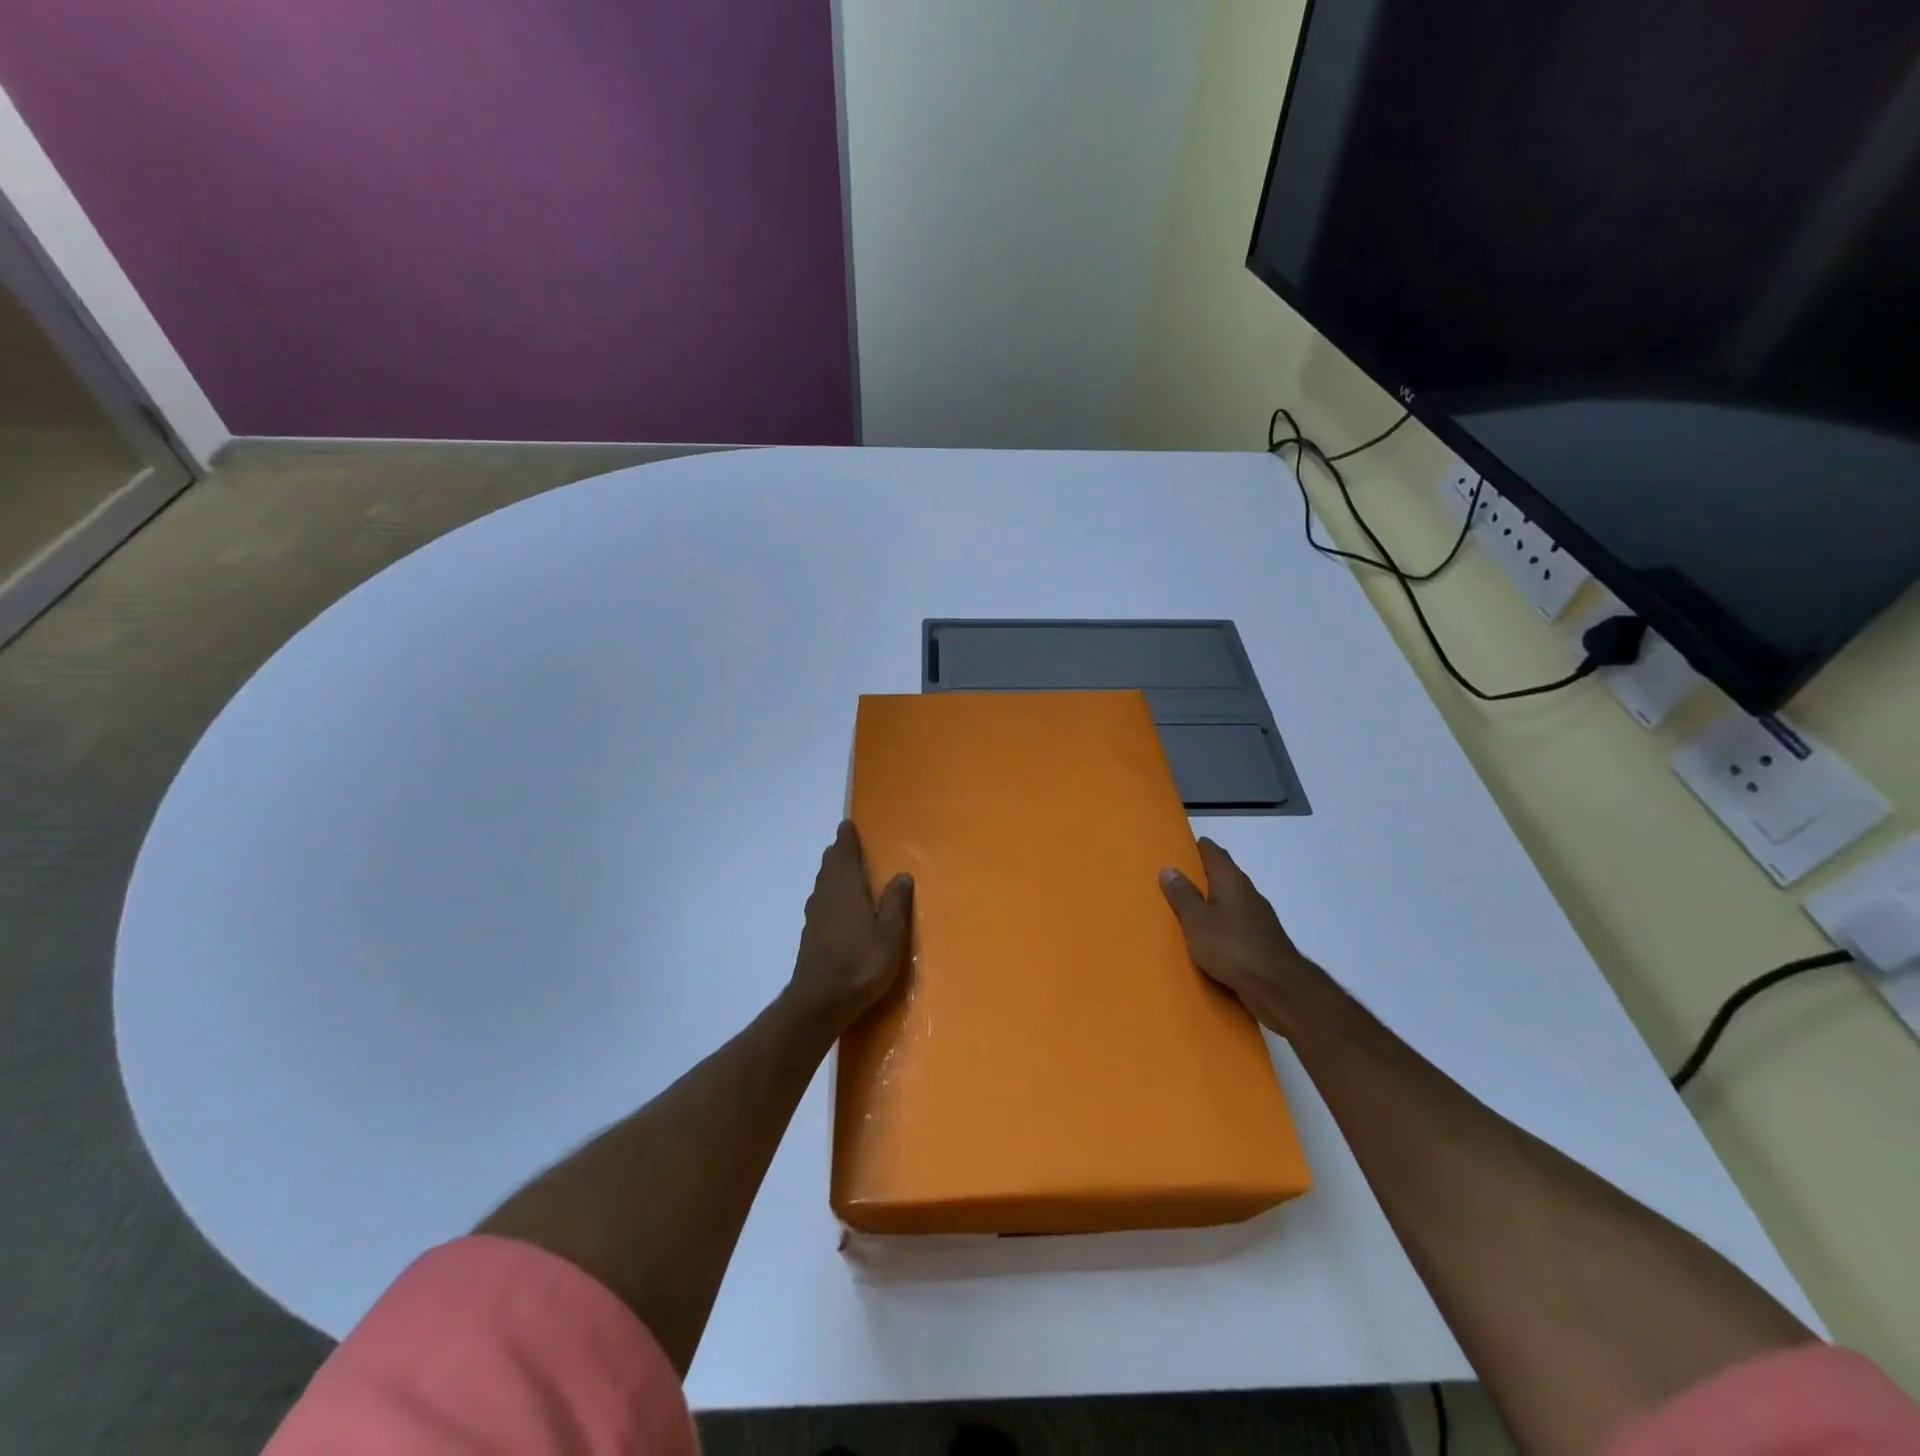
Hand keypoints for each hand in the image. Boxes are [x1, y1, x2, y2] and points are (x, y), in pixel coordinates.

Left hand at [787, 821, 913, 1028]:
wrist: (820, 1001)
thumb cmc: (861, 963)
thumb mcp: (890, 934)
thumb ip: (896, 903)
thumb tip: (901, 874)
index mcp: (847, 888)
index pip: (845, 854)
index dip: (847, 839)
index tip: (847, 825)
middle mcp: (827, 895)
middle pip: (830, 866)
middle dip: (838, 853)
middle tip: (845, 843)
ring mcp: (815, 916)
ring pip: (822, 883)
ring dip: (831, 872)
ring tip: (839, 868)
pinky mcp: (810, 935)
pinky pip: (820, 901)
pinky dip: (827, 892)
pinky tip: (833, 904)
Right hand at [1160, 837, 1321, 1032]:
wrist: (1278, 989)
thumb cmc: (1232, 948)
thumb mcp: (1197, 921)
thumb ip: (1183, 896)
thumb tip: (1169, 868)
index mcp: (1231, 881)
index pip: (1214, 853)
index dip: (1198, 847)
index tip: (1180, 847)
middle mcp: (1248, 894)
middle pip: (1224, 876)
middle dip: (1202, 876)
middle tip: (1176, 879)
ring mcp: (1259, 919)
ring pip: (1230, 902)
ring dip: (1212, 903)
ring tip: (1187, 910)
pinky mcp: (1262, 942)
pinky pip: (1236, 926)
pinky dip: (1221, 926)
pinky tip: (1208, 938)